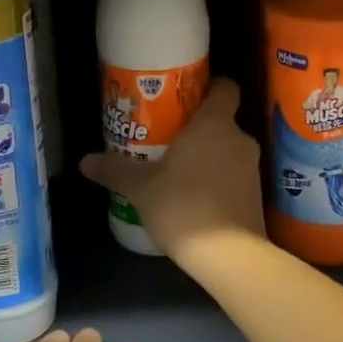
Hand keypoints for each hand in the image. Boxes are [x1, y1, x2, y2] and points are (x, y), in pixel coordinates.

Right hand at [80, 78, 266, 259]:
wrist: (228, 255)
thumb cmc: (183, 205)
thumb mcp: (141, 188)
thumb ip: (115, 170)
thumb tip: (86, 162)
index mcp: (215, 123)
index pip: (225, 87)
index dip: (210, 86)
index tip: (186, 96)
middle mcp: (240, 139)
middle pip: (222, 121)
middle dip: (198, 128)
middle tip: (168, 137)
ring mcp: (252, 168)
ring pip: (228, 150)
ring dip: (208, 156)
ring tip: (177, 169)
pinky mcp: (256, 196)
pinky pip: (234, 176)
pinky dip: (218, 180)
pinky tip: (194, 197)